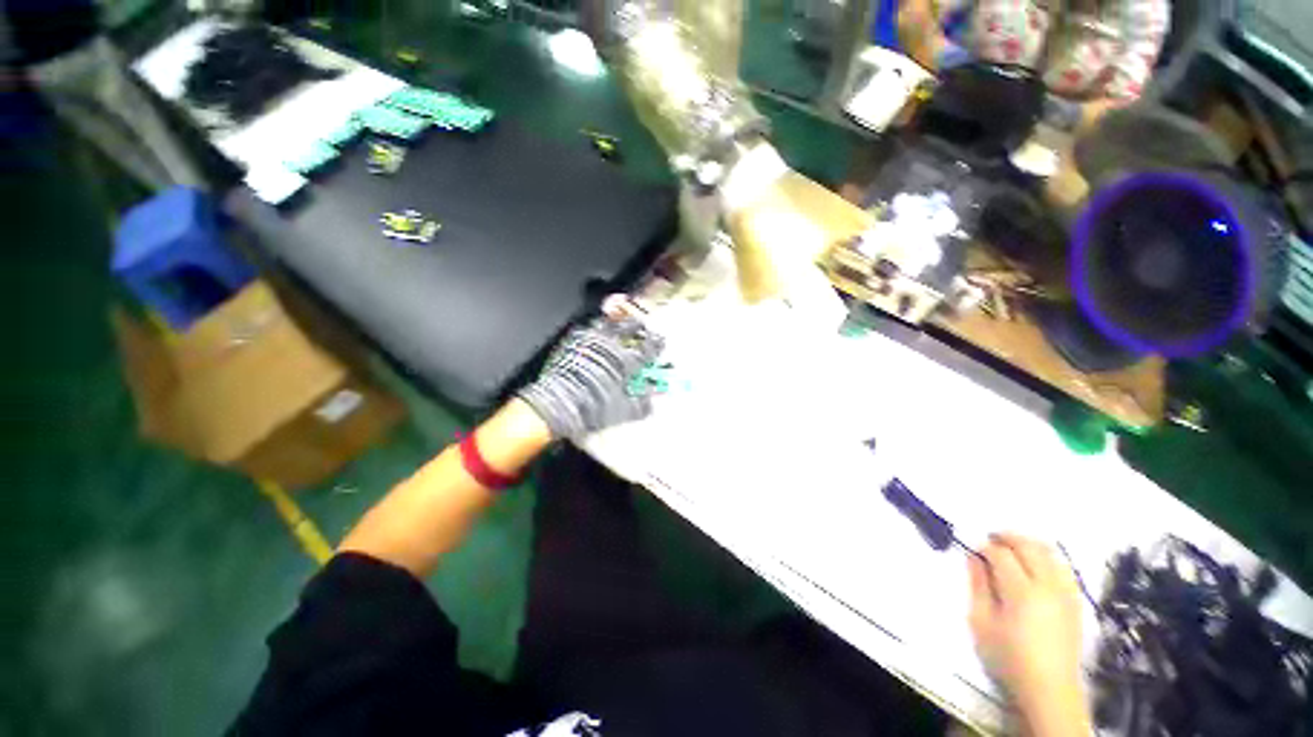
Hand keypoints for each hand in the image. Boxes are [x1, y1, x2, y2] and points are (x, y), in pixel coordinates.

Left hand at [517, 300, 664, 438]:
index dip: (656, 343)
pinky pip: (589, 328)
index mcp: (626, 361)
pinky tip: (597, 334)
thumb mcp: (622, 411)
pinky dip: (597, 329)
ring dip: (617, 322)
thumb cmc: (593, 408)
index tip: (660, 341)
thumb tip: (652, 400)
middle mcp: (610, 346)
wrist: (556, 405)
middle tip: (642, 326)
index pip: (648, 347)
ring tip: (620, 323)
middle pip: (629, 326)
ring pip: (609, 323)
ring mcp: (591, 340)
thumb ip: (640, 404)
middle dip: (638, 326)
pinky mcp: (573, 341)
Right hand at [968, 534, 1091, 736]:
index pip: (1001, 554)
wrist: (1049, 688)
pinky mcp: (1075, 601)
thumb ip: (977, 585)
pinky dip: (1046, 557)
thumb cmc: (1008, 656)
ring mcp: (1066, 592)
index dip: (983, 546)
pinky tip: (1034, 565)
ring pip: (1049, 552)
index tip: (971, 548)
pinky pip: (1062, 566)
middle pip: (1028, 546)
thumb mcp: (981, 622)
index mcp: (1021, 591)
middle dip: (1006, 537)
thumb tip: (973, 557)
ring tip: (1010, 548)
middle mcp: (1047, 586)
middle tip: (988, 539)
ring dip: (1027, 543)